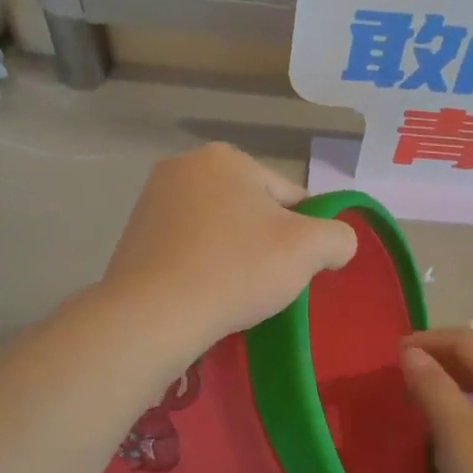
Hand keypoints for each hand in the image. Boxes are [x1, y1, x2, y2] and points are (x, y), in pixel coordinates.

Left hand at [102, 145, 357, 352]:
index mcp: (225, 158)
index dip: (304, 234)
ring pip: (219, 231)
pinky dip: (203, 268)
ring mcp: (152, 203)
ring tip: (237, 294)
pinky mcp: (133, 239)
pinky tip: (207, 295)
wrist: (155, 314)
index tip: (300, 268)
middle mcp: (183, 167)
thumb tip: (337, 244)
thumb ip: (339, 236)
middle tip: (270, 283)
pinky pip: (188, 250)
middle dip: (266, 243)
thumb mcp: (309, 248)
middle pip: (251, 211)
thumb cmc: (237, 269)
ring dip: (235, 256)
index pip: (288, 196)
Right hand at [399, 329, 472, 472]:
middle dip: (444, 357)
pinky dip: (468, 407)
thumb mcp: (454, 429)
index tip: (396, 352)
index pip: (468, 341)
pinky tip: (451, 429)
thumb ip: (432, 385)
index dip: (430, 340)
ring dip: (455, 383)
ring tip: (423, 396)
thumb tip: (412, 353)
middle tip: (407, 371)